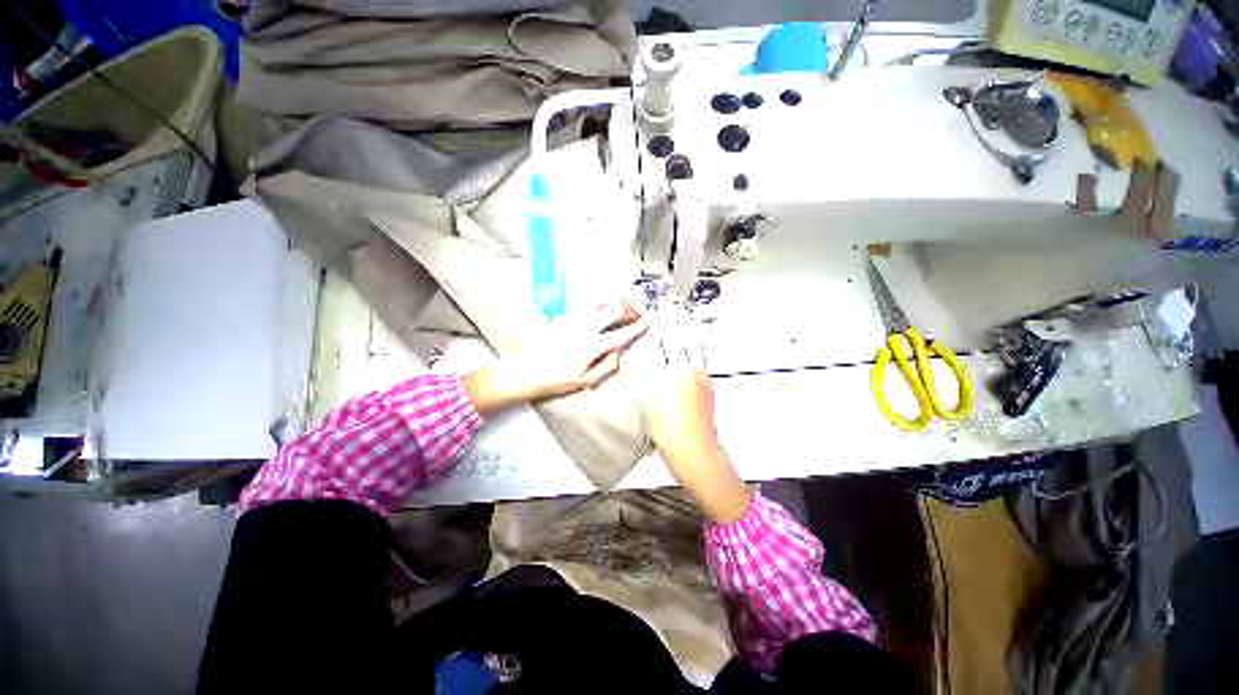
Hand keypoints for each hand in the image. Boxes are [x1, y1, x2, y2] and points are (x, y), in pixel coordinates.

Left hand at [463, 301, 646, 415]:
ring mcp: (572, 319)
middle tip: (633, 312)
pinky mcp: (562, 317)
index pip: (621, 334)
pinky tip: (596, 313)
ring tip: (618, 309)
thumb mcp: (585, 380)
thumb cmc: (555, 380)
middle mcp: (585, 327)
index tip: (646, 322)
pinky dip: (595, 308)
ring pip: (598, 304)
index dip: (636, 327)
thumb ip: (607, 366)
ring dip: (611, 305)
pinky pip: (583, 308)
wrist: (524, 371)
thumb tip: (619, 352)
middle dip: (626, 308)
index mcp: (593, 345)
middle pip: (612, 309)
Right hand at [639, 309, 751, 522]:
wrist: (696, 450)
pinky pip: (701, 356)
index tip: (653, 314)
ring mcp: (702, 376)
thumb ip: (646, 377)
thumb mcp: (648, 402)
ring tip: (683, 316)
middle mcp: (690, 371)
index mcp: (672, 374)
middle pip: (682, 337)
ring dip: (688, 328)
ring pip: (695, 345)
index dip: (657, 326)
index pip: (662, 342)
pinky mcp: (708, 383)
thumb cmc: (669, 432)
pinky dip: (695, 344)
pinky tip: (691, 343)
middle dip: (675, 319)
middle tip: (670, 305)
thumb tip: (643, 360)